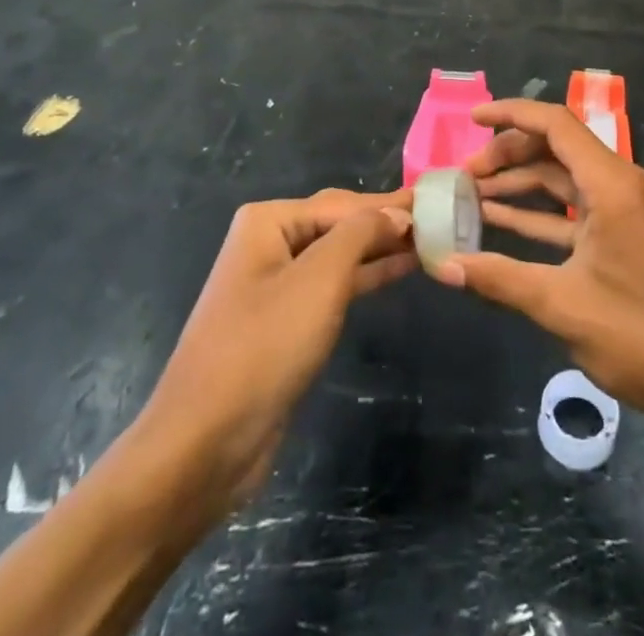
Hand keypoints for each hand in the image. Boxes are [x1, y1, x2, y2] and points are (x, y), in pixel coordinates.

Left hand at [130, 189, 415, 523]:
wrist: (205, 443)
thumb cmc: (264, 346)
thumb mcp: (319, 279)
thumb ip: (361, 234)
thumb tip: (397, 213)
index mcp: (269, 222)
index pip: (342, 203)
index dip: (390, 204)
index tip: (435, 200)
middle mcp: (269, 244)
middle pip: (339, 223)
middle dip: (385, 222)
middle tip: (438, 218)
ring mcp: (276, 285)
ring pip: (339, 255)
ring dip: (380, 249)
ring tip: (429, 241)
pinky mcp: (285, 323)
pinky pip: (333, 287)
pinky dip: (366, 276)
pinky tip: (399, 270)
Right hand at [434, 99, 643, 426]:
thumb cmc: (639, 335)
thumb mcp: (561, 305)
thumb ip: (499, 277)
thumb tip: (442, 265)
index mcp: (612, 184)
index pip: (556, 125)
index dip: (511, 115)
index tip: (473, 119)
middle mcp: (620, 185)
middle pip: (557, 148)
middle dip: (509, 155)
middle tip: (465, 177)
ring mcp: (625, 211)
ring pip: (563, 180)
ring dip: (520, 186)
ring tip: (471, 197)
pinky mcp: (624, 236)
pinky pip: (575, 211)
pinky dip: (539, 214)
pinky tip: (500, 224)